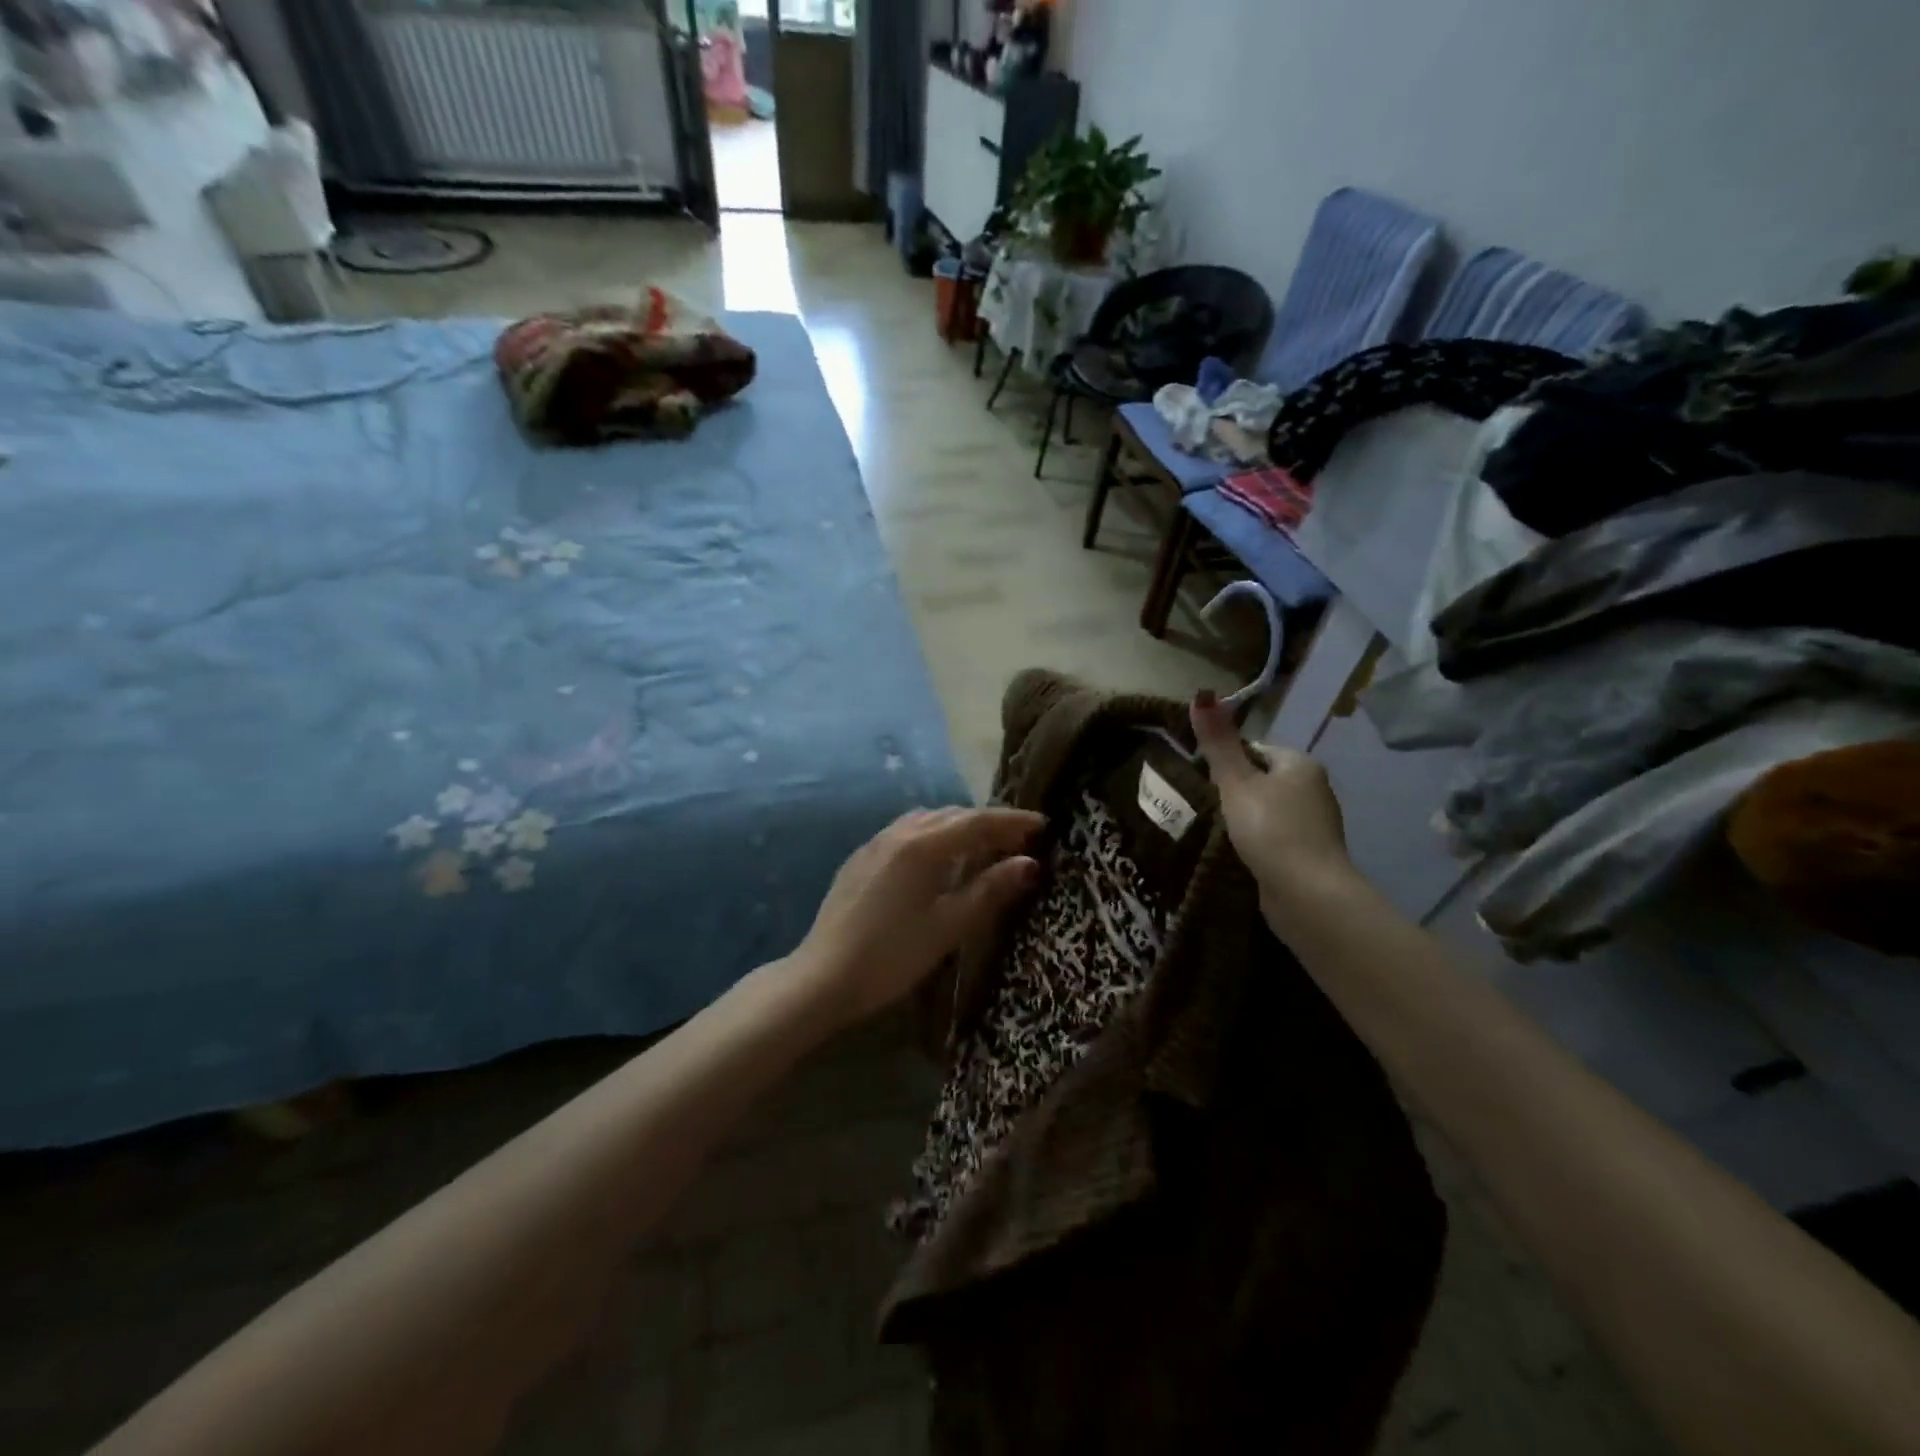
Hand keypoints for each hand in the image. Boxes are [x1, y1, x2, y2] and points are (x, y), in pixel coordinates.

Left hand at [792, 807, 1045, 1028]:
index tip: (1043, 825)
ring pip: (926, 820)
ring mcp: (875, 843)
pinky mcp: (860, 858)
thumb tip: (1029, 864)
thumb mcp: (948, 926)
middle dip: (988, 822)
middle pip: (952, 815)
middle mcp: (899, 833)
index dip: (1013, 822)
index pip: (978, 822)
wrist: (823, 976)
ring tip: (981, 846)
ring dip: (958, 826)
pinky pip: (905, 832)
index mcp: (923, 846)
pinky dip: (932, 835)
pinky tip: (936, 859)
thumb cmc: (893, 955)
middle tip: (1018, 840)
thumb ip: (990, 891)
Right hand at [1191, 691, 1353, 926]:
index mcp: (1301, 764)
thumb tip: (1201, 694)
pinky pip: (1275, 838)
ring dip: (1245, 819)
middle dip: (1234, 792)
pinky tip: (1239, 854)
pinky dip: (1258, 842)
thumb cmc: (1270, 829)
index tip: (1203, 779)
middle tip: (1205, 807)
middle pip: (1262, 780)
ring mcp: (1316, 824)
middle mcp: (1315, 789)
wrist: (1308, 894)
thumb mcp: (1236, 782)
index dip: (1226, 761)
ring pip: (1268, 811)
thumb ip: (1218, 742)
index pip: (1256, 750)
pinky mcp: (1310, 855)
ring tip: (1216, 832)